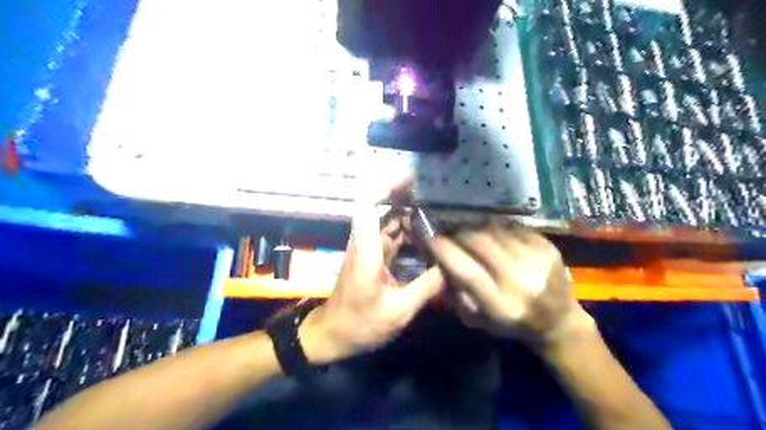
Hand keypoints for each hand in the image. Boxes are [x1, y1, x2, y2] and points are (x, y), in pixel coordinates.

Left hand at [299, 183, 442, 364]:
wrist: (332, 335)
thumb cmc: (360, 325)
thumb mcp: (398, 311)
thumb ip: (426, 287)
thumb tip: (453, 268)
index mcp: (367, 250)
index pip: (369, 206)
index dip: (387, 188)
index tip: (410, 180)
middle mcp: (365, 243)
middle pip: (381, 209)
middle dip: (406, 199)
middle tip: (437, 197)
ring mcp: (368, 250)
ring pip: (388, 222)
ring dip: (409, 215)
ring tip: (438, 214)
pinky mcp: (372, 258)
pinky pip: (391, 237)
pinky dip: (408, 233)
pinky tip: (427, 237)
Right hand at [430, 222, 590, 348]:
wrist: (557, 322)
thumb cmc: (509, 323)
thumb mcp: (475, 319)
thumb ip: (454, 291)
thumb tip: (437, 258)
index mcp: (500, 305)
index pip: (465, 270)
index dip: (442, 250)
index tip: (427, 235)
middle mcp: (520, 281)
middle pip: (479, 243)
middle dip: (456, 232)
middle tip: (446, 231)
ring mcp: (538, 261)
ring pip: (494, 230)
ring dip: (475, 227)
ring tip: (467, 230)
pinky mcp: (548, 247)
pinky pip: (511, 227)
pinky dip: (495, 227)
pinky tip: (491, 234)